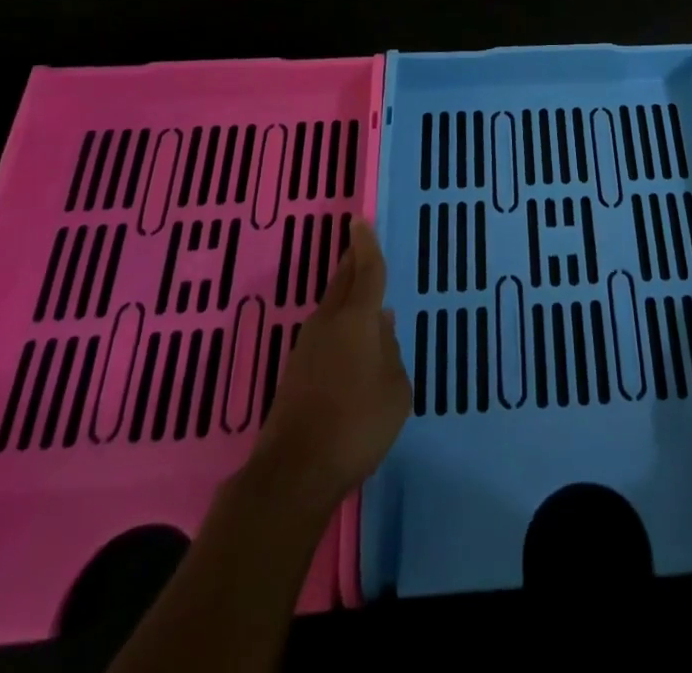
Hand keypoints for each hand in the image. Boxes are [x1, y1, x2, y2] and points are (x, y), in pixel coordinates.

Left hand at [250, 218, 410, 512]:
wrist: (295, 471)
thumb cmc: (358, 423)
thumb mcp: (396, 388)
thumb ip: (391, 352)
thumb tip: (381, 328)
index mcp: (358, 318)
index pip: (366, 270)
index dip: (366, 245)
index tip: (359, 220)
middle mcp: (329, 323)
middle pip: (343, 283)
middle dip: (351, 263)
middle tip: (359, 247)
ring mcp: (307, 348)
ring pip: (331, 308)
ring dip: (345, 296)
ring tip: (362, 293)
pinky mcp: (295, 373)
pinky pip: (324, 335)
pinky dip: (338, 326)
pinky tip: (348, 343)